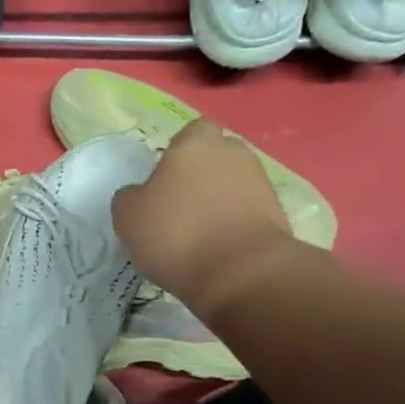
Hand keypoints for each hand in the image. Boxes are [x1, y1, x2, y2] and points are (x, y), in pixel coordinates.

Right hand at [112, 119, 294, 314]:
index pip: (190, 132)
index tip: (164, 180)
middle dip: (201, 174)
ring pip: (233, 183)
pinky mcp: (277, 212)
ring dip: (219, 200)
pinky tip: (218, 248)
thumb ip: (130, 197)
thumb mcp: (127, 217)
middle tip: (179, 206)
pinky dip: (234, 223)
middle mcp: (232, 153)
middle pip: (215, 155)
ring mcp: (260, 181)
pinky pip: (247, 210)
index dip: (178, 153)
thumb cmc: (175, 234)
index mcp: (194, 144)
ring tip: (199, 233)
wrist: (239, 272)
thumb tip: (140, 195)